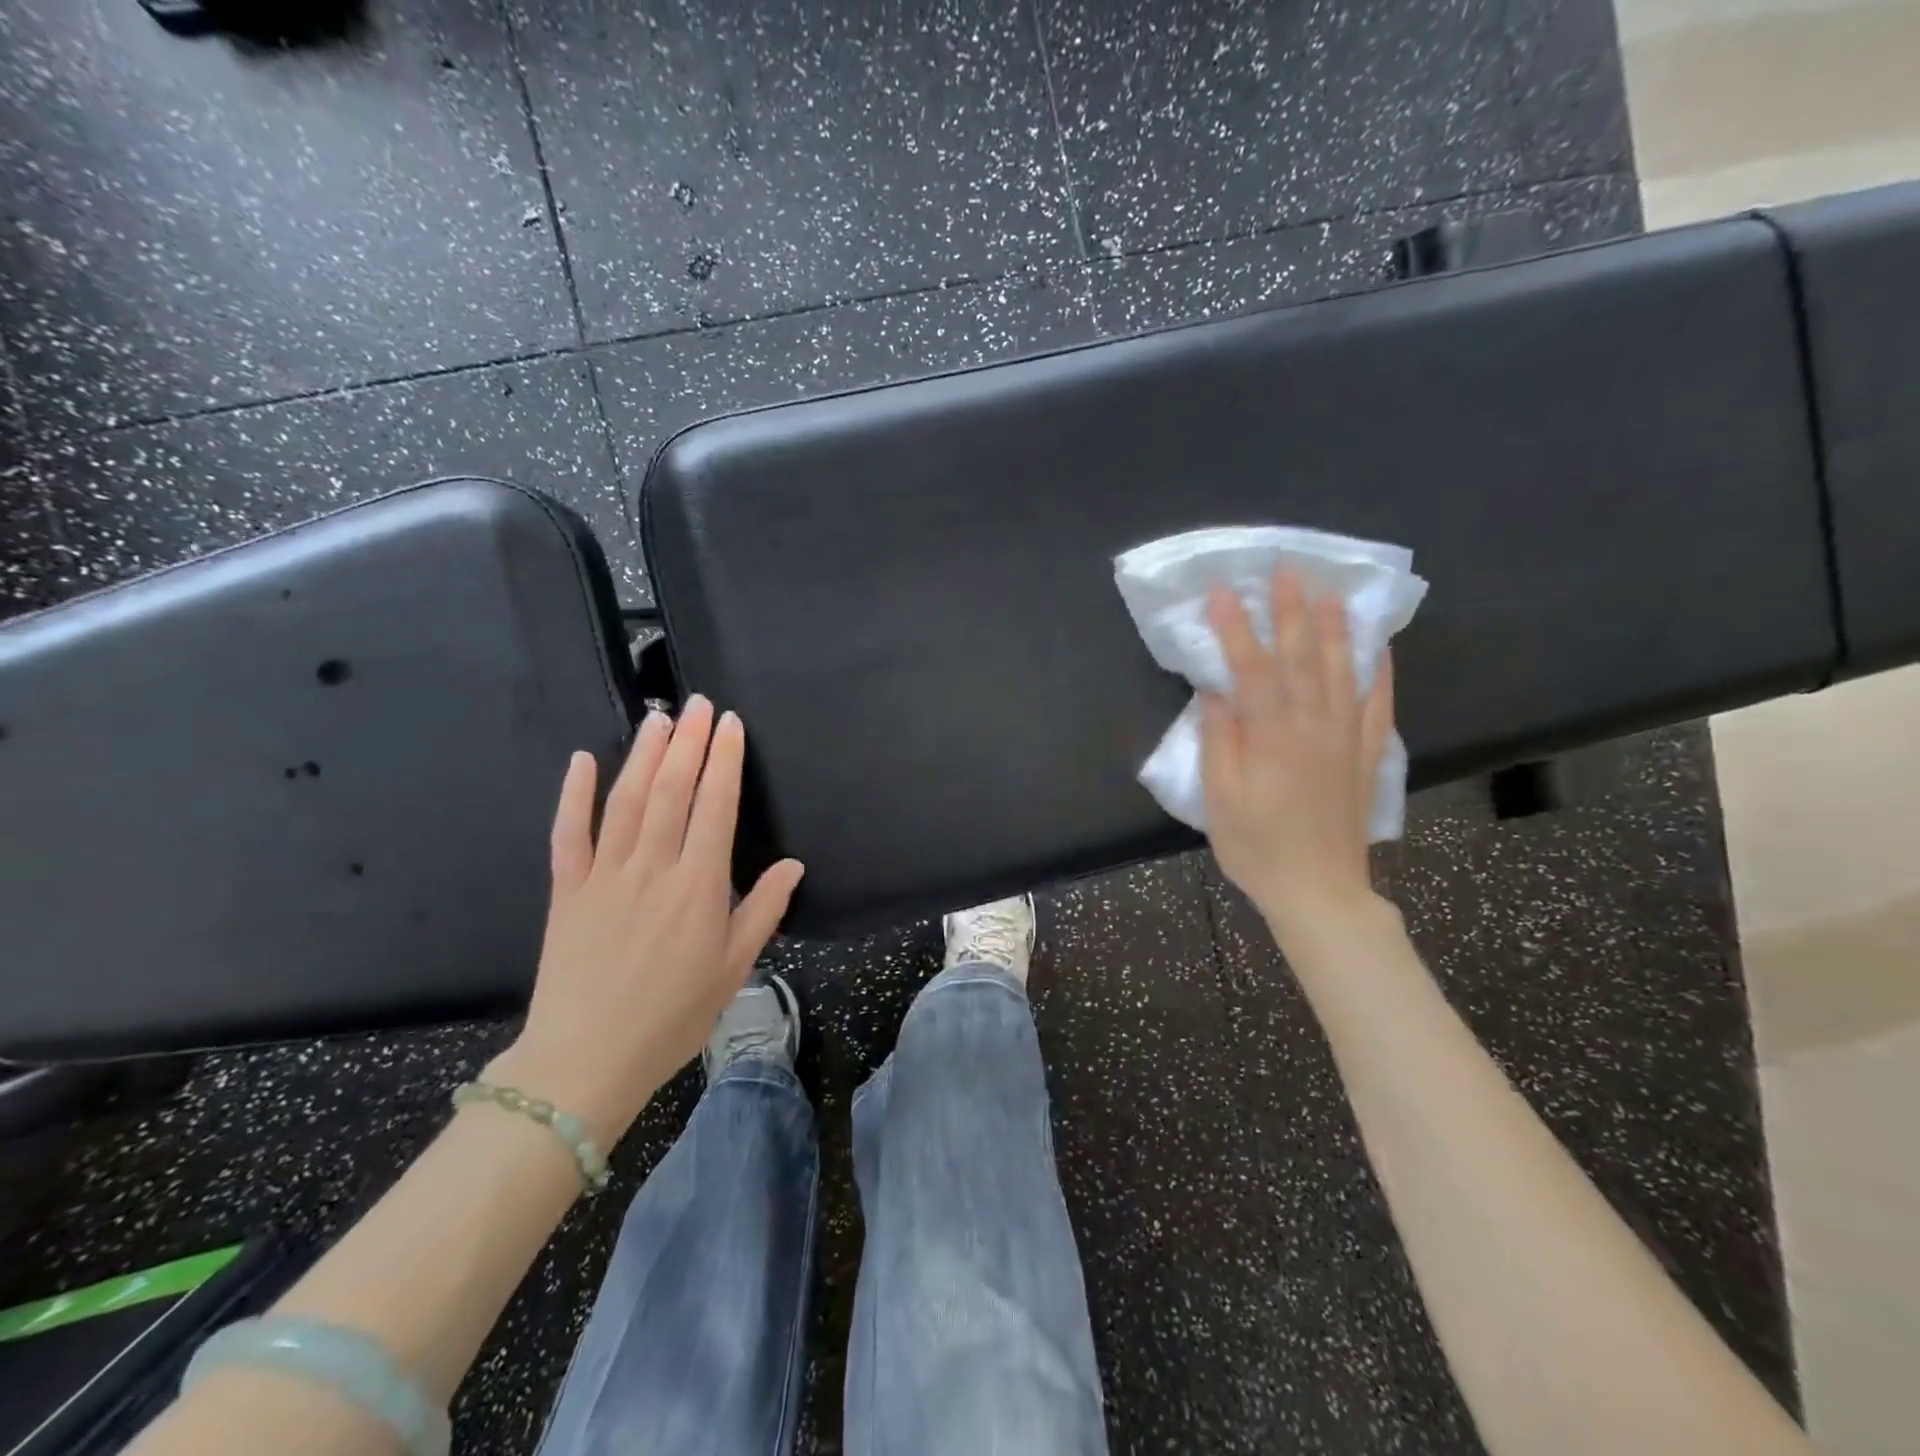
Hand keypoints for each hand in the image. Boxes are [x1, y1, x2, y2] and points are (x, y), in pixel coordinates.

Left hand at [487, 696, 804, 1142]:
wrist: (586, 1062)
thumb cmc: (673, 1016)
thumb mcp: (733, 968)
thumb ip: (763, 910)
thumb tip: (793, 865)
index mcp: (698, 886)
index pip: (716, 806)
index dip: (724, 760)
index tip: (730, 724)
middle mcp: (653, 868)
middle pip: (672, 790)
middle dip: (688, 742)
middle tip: (698, 703)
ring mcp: (604, 875)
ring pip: (626, 800)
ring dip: (644, 754)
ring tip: (659, 717)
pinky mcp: (567, 890)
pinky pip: (568, 833)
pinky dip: (574, 794)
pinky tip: (583, 760)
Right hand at [1200, 571, 1393, 941]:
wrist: (1319, 891)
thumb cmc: (1258, 848)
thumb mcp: (1221, 800)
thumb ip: (1220, 742)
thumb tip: (1215, 694)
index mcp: (1273, 738)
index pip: (1254, 670)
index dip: (1237, 629)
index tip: (1222, 593)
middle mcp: (1314, 728)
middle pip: (1304, 659)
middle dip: (1293, 612)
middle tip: (1287, 571)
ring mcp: (1346, 740)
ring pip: (1343, 673)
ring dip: (1336, 630)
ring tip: (1331, 593)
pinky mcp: (1366, 757)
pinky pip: (1378, 707)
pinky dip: (1379, 674)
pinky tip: (1379, 650)